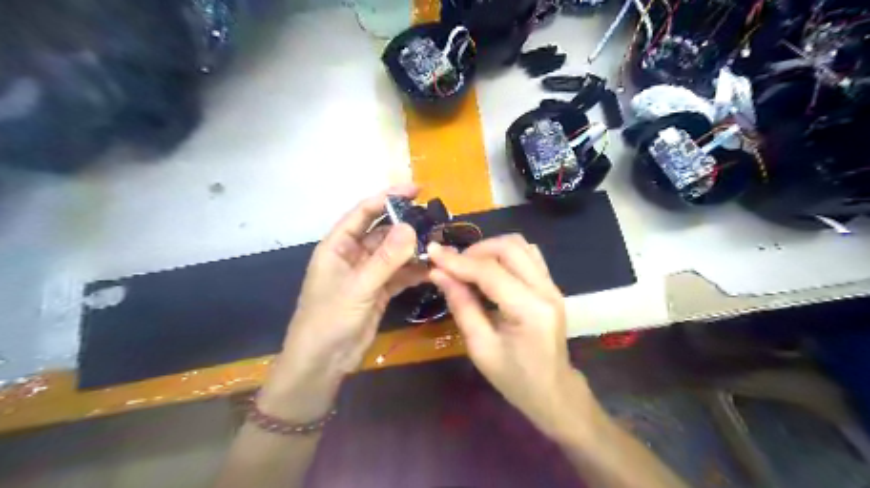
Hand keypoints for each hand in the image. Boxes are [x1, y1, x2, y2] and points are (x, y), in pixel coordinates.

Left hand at [261, 184, 426, 420]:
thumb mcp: (358, 286)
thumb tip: (411, 226)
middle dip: (406, 225)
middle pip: (382, 232)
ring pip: (393, 254)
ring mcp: (367, 274)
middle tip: (435, 219)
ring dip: (413, 249)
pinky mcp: (378, 292)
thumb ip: (385, 258)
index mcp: (338, 245)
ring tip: (439, 243)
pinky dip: (414, 271)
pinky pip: (399, 274)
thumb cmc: (329, 319)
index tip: (416, 189)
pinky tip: (432, 268)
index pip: (364, 212)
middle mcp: (353, 255)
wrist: (323, 362)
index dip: (388, 198)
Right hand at [427, 236, 598, 437]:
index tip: (432, 253)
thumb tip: (438, 273)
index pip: (490, 272)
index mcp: (530, 311)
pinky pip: (528, 255)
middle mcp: (546, 290)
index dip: (458, 261)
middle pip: (509, 248)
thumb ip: (461, 305)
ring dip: (490, 249)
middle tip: (453, 266)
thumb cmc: (514, 378)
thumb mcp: (480, 348)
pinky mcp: (551, 286)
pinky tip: (489, 270)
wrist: (552, 391)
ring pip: (520, 245)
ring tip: (469, 267)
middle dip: (475, 250)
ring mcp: (553, 285)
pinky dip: (504, 254)